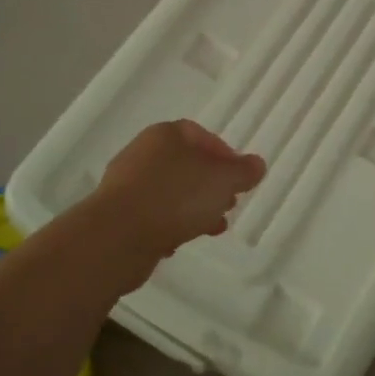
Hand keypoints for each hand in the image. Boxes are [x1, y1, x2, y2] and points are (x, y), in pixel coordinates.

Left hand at [89, 120, 266, 263]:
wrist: (118, 237)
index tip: (239, 177)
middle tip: (229, 202)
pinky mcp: (117, 215)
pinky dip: (169, 225)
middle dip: (210, 183)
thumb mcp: (223, 181)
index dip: (224, 154)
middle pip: (185, 163)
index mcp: (165, 135)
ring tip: (213, 227)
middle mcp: (142, 153)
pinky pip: (152, 215)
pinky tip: (180, 242)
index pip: (199, 134)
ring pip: (170, 191)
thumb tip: (257, 165)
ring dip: (193, 207)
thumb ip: (243, 172)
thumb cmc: (176, 197)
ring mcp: (126, 185)